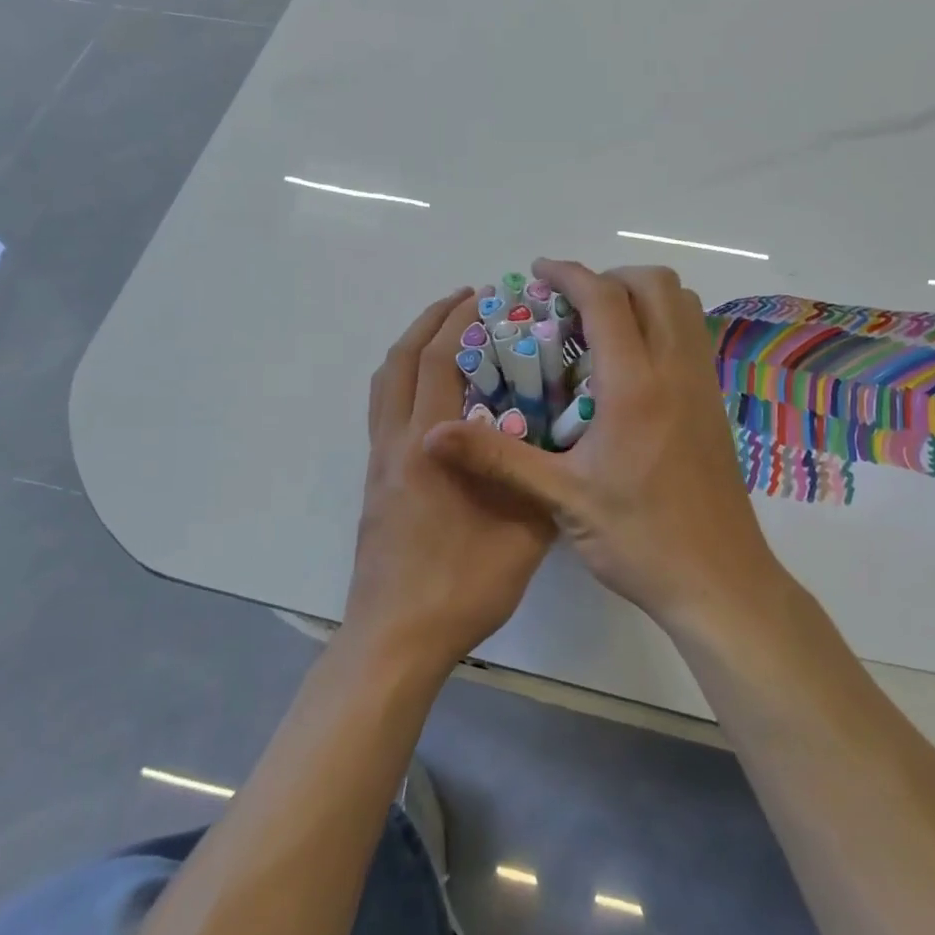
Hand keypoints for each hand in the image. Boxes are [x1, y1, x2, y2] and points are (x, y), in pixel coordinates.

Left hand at [343, 288, 557, 675]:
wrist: (397, 637)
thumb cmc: (463, 585)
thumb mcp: (524, 533)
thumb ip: (539, 480)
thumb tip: (561, 443)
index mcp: (432, 446)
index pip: (439, 362)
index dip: (460, 322)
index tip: (486, 298)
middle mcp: (397, 442)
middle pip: (403, 359)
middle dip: (433, 320)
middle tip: (467, 300)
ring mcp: (379, 462)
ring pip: (385, 382)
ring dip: (411, 345)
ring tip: (444, 331)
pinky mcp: (374, 481)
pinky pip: (382, 409)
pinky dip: (401, 379)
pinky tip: (429, 391)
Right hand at [426, 260, 782, 631]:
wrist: (720, 583)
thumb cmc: (640, 540)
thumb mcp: (562, 500)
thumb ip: (497, 459)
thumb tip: (432, 435)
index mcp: (635, 385)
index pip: (605, 299)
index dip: (568, 274)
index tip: (538, 272)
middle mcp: (676, 371)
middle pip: (655, 285)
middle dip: (610, 277)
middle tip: (569, 306)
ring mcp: (703, 386)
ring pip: (682, 306)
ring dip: (640, 297)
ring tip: (598, 328)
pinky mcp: (715, 405)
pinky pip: (691, 336)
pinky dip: (660, 324)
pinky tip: (628, 368)